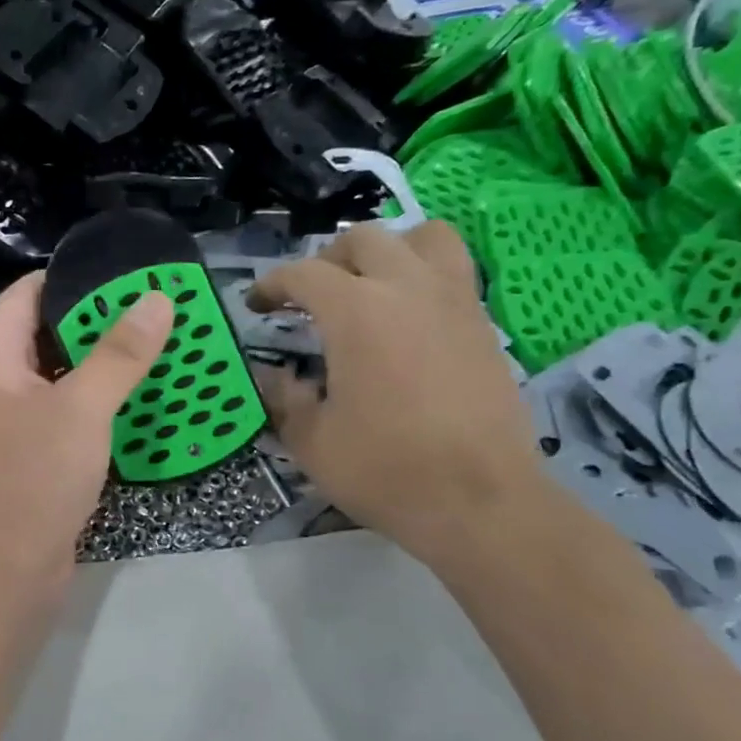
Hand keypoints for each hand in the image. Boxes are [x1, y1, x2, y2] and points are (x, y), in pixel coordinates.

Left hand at [0, 271, 171, 598]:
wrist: (1, 576)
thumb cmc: (30, 479)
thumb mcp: (82, 407)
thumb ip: (120, 352)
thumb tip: (157, 297)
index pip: (35, 289)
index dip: (85, 279)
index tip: (141, 275)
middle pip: (52, 328)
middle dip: (106, 322)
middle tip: (168, 311)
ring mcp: (12, 414)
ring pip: (65, 371)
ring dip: (110, 363)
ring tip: (169, 346)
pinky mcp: (32, 448)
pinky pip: (70, 409)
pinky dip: (103, 400)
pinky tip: (147, 397)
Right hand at [250, 222, 549, 567]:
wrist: (481, 502)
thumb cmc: (386, 469)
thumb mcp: (312, 441)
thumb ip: (283, 398)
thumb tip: (270, 376)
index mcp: (356, 311)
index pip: (303, 274)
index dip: (272, 285)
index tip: (257, 305)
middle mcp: (407, 289)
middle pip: (364, 240)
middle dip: (328, 260)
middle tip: (312, 296)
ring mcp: (454, 302)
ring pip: (424, 238)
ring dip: (389, 251)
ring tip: (372, 286)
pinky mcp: (484, 325)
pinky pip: (453, 273)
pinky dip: (424, 278)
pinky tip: (409, 321)